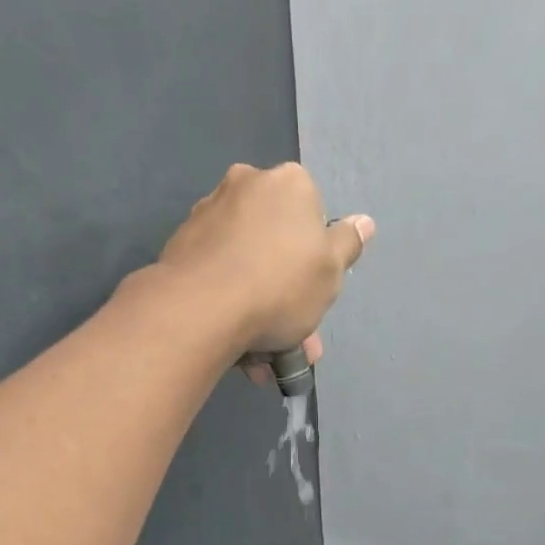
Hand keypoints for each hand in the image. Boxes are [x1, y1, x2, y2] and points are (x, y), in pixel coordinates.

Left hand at [156, 162, 373, 371]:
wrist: (201, 309)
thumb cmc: (280, 286)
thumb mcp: (331, 272)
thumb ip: (348, 245)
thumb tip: (364, 222)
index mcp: (288, 183)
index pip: (312, 216)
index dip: (316, 260)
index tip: (314, 296)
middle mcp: (244, 185)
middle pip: (276, 245)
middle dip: (288, 297)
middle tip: (294, 342)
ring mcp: (207, 215)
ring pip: (246, 267)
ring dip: (259, 310)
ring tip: (263, 360)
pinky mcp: (180, 247)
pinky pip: (218, 278)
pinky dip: (230, 307)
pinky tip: (236, 347)